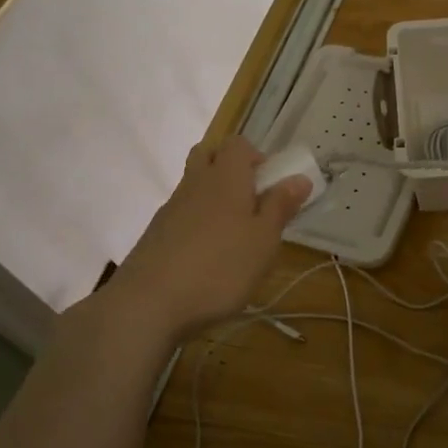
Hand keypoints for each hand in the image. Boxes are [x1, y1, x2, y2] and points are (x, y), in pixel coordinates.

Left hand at [104, 137, 311, 340]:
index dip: (256, 157)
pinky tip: (207, 256)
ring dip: (214, 197)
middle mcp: (195, 184)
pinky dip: (196, 223)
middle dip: (230, 168)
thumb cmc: (220, 268)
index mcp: (225, 178)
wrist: (148, 304)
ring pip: (194, 185)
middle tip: (252, 202)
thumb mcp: (263, 241)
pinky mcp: (156, 234)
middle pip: (209, 155)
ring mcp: (170, 208)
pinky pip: (181, 213)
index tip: (271, 185)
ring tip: (234, 235)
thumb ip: (280, 206)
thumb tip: (299, 177)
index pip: (238, 144)